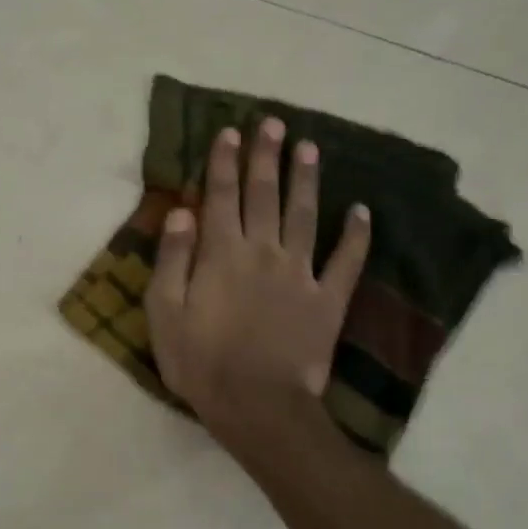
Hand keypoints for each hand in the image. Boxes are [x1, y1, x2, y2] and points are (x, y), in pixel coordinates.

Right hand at [144, 119, 369, 453]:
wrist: (257, 406)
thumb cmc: (200, 361)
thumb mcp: (164, 312)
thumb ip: (173, 258)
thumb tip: (183, 211)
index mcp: (222, 253)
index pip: (221, 196)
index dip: (225, 162)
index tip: (230, 132)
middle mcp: (264, 251)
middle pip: (265, 195)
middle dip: (266, 156)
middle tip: (273, 123)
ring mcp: (301, 273)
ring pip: (306, 215)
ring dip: (307, 179)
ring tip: (310, 147)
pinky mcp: (328, 299)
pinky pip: (347, 261)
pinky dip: (356, 235)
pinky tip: (363, 210)